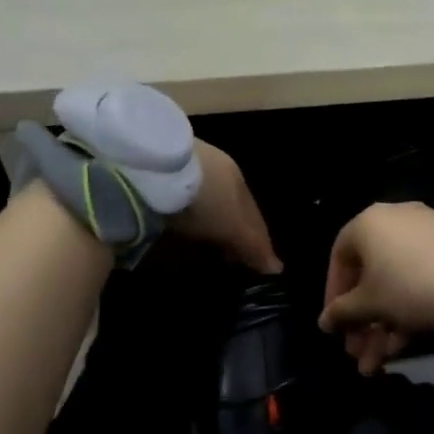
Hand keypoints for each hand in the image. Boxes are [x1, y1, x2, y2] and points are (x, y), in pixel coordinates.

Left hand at [170, 142, 282, 274]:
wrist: (155, 167)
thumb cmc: (206, 199)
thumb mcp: (232, 226)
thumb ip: (254, 246)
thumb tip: (278, 269)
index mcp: (240, 180)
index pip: (254, 215)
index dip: (257, 240)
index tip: (254, 263)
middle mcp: (218, 168)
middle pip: (231, 204)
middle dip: (233, 227)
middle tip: (229, 255)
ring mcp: (188, 165)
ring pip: (205, 196)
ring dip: (207, 217)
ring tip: (203, 240)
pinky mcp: (159, 168)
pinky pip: (179, 194)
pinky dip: (184, 209)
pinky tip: (178, 220)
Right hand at [319, 203, 433, 373]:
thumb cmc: (410, 286)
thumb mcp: (370, 304)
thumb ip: (341, 312)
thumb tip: (324, 320)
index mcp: (369, 223)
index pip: (340, 258)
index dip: (333, 294)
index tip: (334, 326)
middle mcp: (397, 220)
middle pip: (370, 276)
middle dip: (361, 321)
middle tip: (357, 354)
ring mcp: (428, 234)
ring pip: (395, 284)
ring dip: (382, 326)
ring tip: (377, 365)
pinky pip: (420, 280)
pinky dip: (408, 310)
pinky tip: (403, 347)